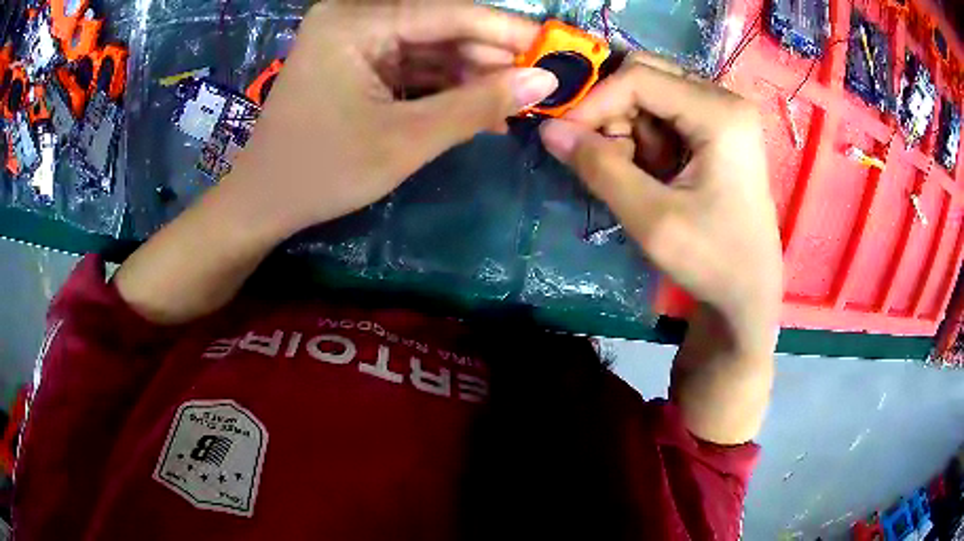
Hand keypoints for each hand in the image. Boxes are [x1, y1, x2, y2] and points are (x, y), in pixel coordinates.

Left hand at [224, 3, 557, 239]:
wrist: (264, 203)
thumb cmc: (323, 173)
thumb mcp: (405, 140)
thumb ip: (478, 105)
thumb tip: (545, 82)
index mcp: (356, 21)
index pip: (451, 13)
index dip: (509, 33)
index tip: (558, 51)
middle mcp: (354, 17)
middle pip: (442, 29)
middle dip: (492, 60)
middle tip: (541, 89)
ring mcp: (354, 39)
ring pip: (431, 49)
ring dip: (473, 78)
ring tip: (516, 106)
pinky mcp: (356, 62)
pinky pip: (412, 66)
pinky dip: (445, 88)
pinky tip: (480, 110)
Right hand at [539, 53, 782, 349]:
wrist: (748, 292)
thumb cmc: (712, 260)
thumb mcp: (652, 219)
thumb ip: (599, 168)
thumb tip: (548, 130)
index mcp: (720, 114)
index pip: (639, 78)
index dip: (595, 101)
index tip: (565, 138)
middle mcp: (725, 100)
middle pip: (647, 76)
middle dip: (614, 112)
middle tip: (605, 158)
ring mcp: (724, 113)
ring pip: (653, 93)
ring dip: (629, 128)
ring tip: (633, 175)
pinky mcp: (719, 130)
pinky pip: (666, 113)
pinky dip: (646, 138)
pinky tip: (652, 173)